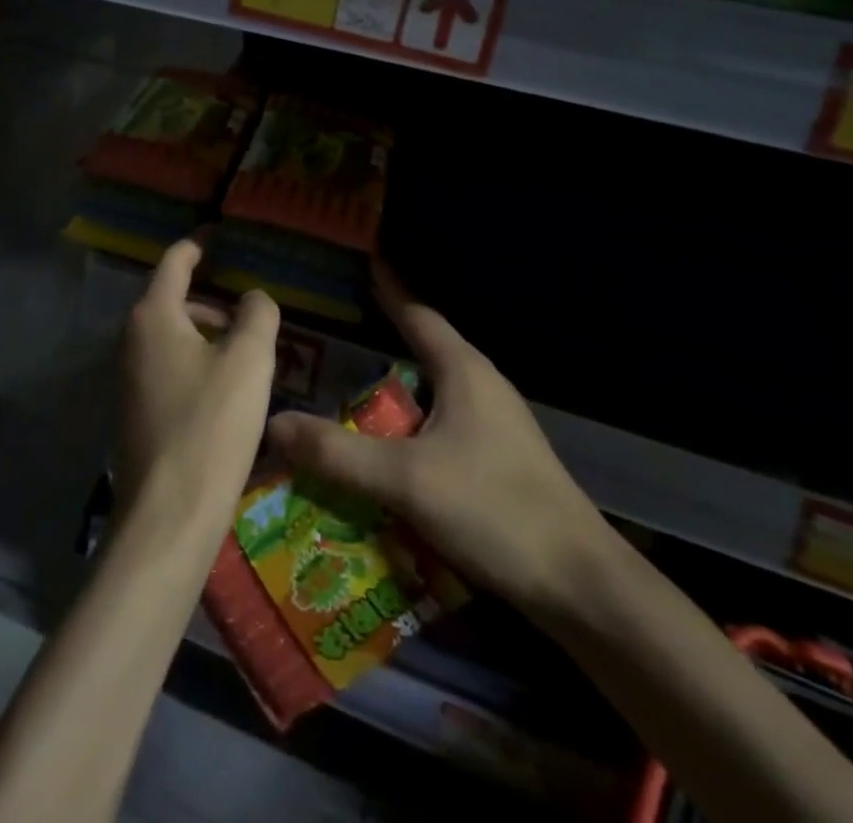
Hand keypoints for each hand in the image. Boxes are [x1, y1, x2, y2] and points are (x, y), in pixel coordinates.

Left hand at [118, 238, 279, 541]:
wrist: (168, 515)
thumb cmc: (210, 424)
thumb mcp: (249, 361)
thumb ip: (258, 314)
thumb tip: (253, 297)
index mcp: (154, 316)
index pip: (175, 262)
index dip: (199, 245)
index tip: (220, 235)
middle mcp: (131, 339)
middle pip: (173, 300)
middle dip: (212, 299)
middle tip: (251, 310)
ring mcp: (128, 378)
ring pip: (172, 337)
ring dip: (207, 335)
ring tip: (247, 353)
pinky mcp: (135, 412)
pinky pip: (168, 368)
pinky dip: (196, 363)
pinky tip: (226, 391)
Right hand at [266, 262, 611, 614]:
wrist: (579, 585)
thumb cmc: (495, 510)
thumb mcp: (406, 480)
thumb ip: (337, 453)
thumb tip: (273, 422)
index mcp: (463, 370)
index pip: (415, 313)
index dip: (386, 289)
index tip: (356, 266)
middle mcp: (481, 385)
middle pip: (423, 348)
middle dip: (380, 340)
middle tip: (330, 338)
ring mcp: (495, 423)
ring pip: (432, 390)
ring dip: (393, 389)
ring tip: (347, 391)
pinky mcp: (499, 458)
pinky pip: (442, 423)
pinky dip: (409, 424)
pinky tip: (387, 448)